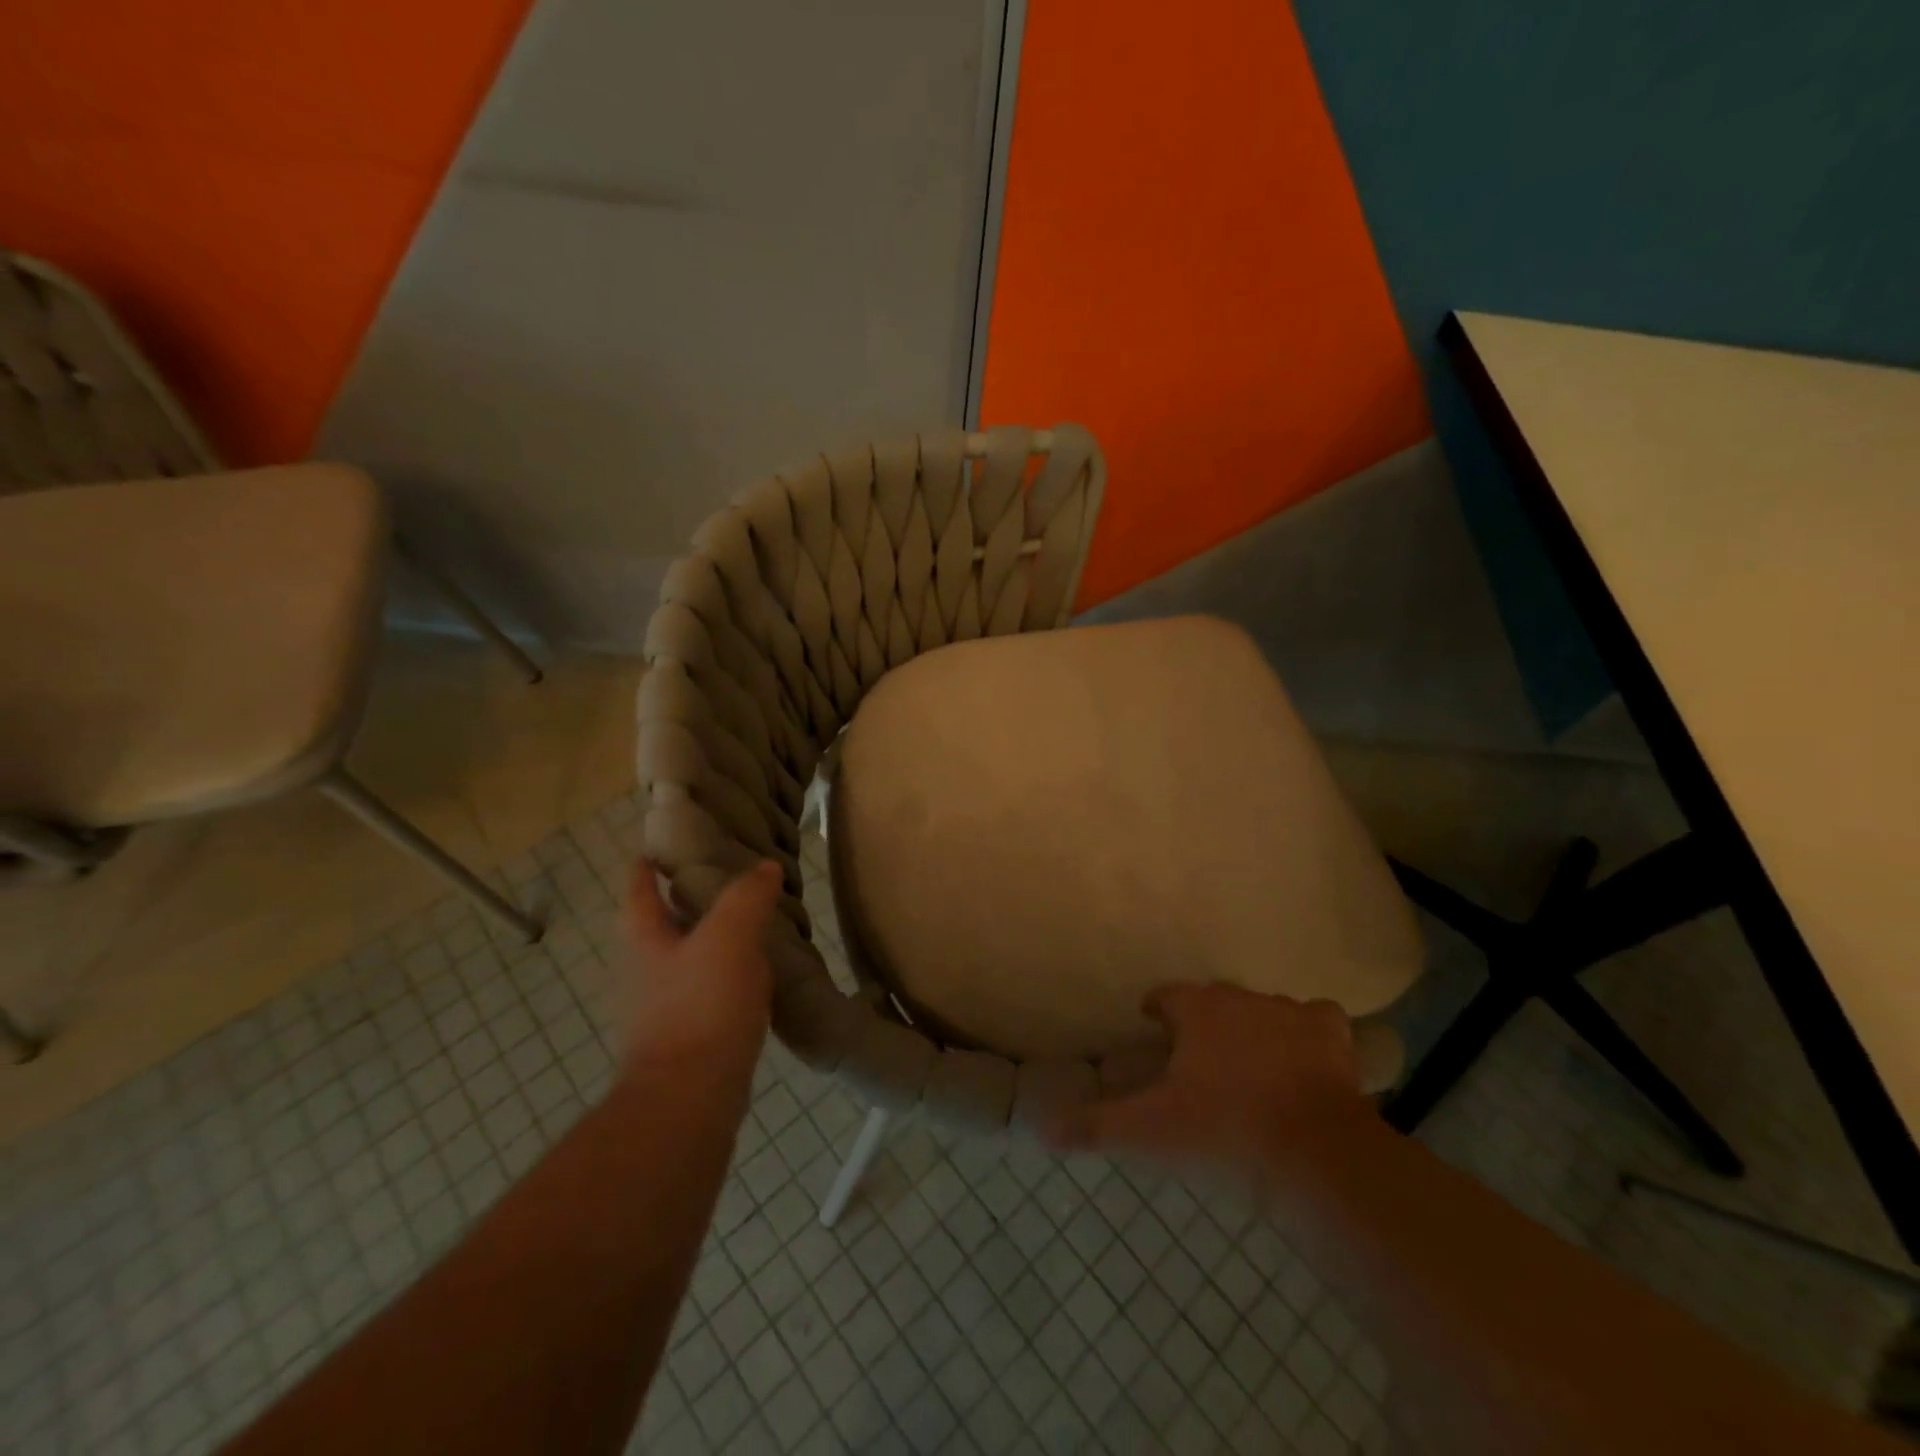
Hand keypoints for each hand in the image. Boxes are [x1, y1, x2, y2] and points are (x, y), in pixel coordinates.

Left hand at [621, 860, 780, 1085]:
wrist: (689, 1098)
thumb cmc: (700, 1006)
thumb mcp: (729, 937)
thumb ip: (747, 897)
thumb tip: (765, 868)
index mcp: (646, 939)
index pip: (639, 890)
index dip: (646, 866)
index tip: (657, 847)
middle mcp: (645, 970)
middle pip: (661, 925)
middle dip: (684, 902)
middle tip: (723, 879)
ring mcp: (663, 1008)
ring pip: (687, 959)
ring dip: (711, 940)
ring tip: (750, 924)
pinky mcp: (687, 1037)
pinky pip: (708, 992)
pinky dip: (727, 976)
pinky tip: (756, 977)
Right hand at [1047, 984, 1375, 1171]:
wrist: (1314, 1155)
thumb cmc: (1224, 1132)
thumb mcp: (1150, 1132)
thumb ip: (1095, 1125)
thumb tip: (1040, 1129)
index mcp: (1197, 1009)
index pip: (1167, 995)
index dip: (1158, 1009)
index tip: (1154, 1026)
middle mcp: (1241, 998)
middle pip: (1214, 1000)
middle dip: (1204, 1020)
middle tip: (1198, 1057)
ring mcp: (1290, 1012)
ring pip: (1263, 1008)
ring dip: (1253, 1027)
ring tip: (1248, 1064)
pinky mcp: (1332, 1036)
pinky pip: (1317, 1019)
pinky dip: (1309, 1034)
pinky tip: (1306, 1058)